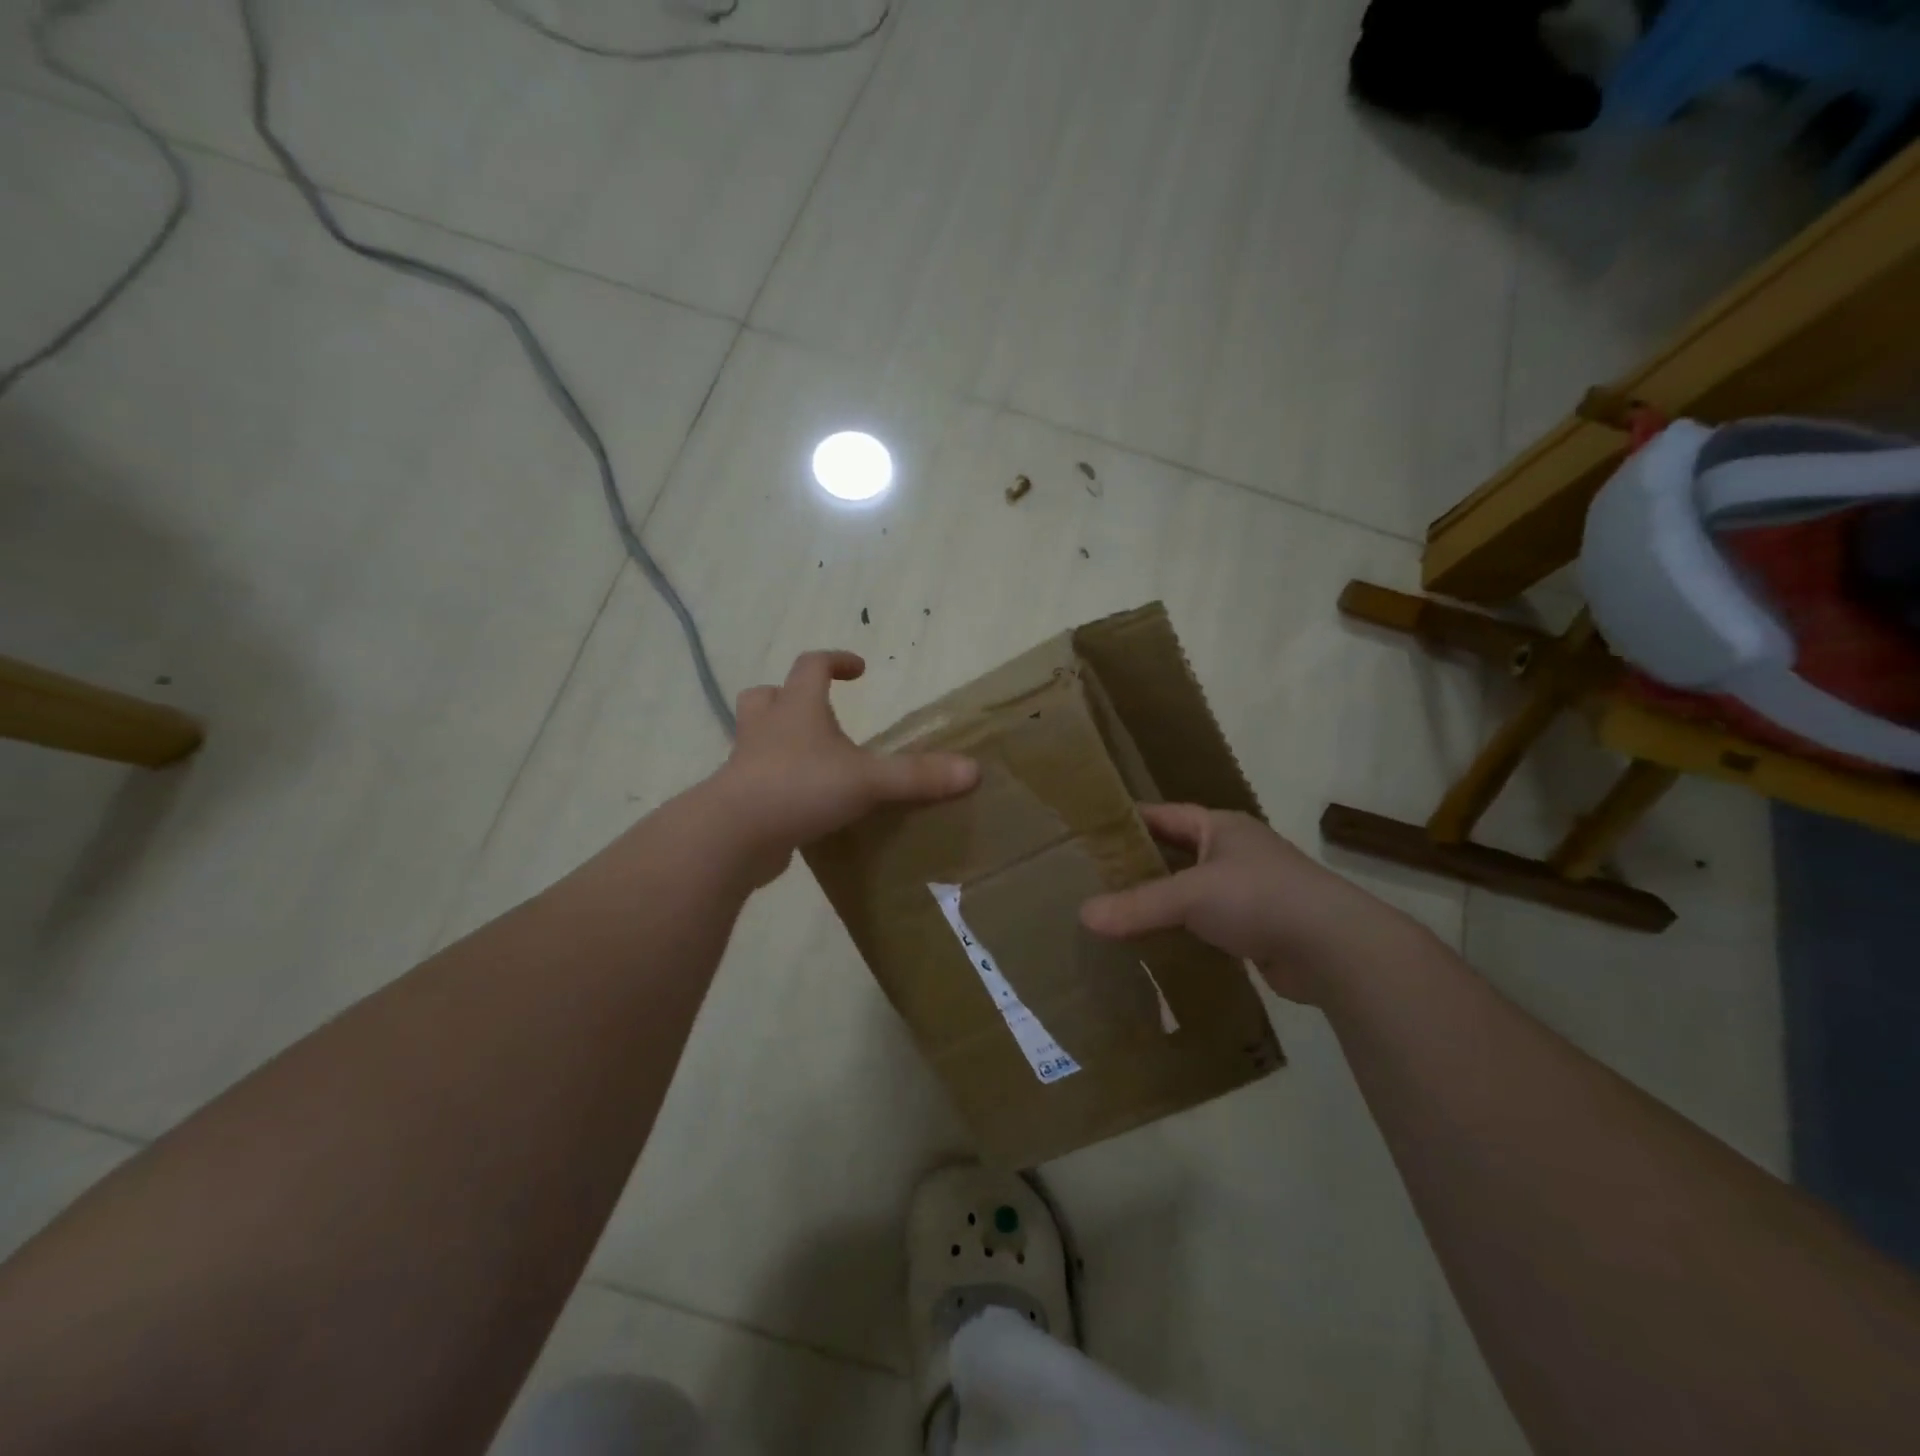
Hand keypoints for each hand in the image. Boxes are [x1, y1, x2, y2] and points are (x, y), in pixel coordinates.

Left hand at [708, 651, 978, 885]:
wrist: (734, 835)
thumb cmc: (801, 788)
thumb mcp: (868, 780)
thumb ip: (918, 776)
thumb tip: (973, 770)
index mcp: (797, 709)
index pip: (812, 665)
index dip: (835, 661)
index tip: (859, 669)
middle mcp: (767, 728)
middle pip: (767, 696)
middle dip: (790, 697)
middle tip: (820, 714)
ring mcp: (746, 764)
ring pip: (756, 738)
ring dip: (780, 740)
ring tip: (812, 760)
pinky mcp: (741, 799)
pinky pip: (757, 780)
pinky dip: (777, 783)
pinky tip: (802, 804)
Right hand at [1079, 803, 1422, 1004]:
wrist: (1335, 949)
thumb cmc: (1260, 898)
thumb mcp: (1191, 894)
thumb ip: (1137, 905)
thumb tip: (1083, 916)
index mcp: (1220, 827)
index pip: (1163, 815)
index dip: (1127, 821)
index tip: (1089, 833)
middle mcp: (1233, 852)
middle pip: (1174, 854)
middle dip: (1138, 866)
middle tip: (1092, 879)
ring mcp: (1247, 891)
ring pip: (1190, 893)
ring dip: (1159, 904)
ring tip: (1114, 915)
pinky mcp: (1256, 928)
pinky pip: (1205, 925)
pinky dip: (1181, 933)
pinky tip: (1153, 946)